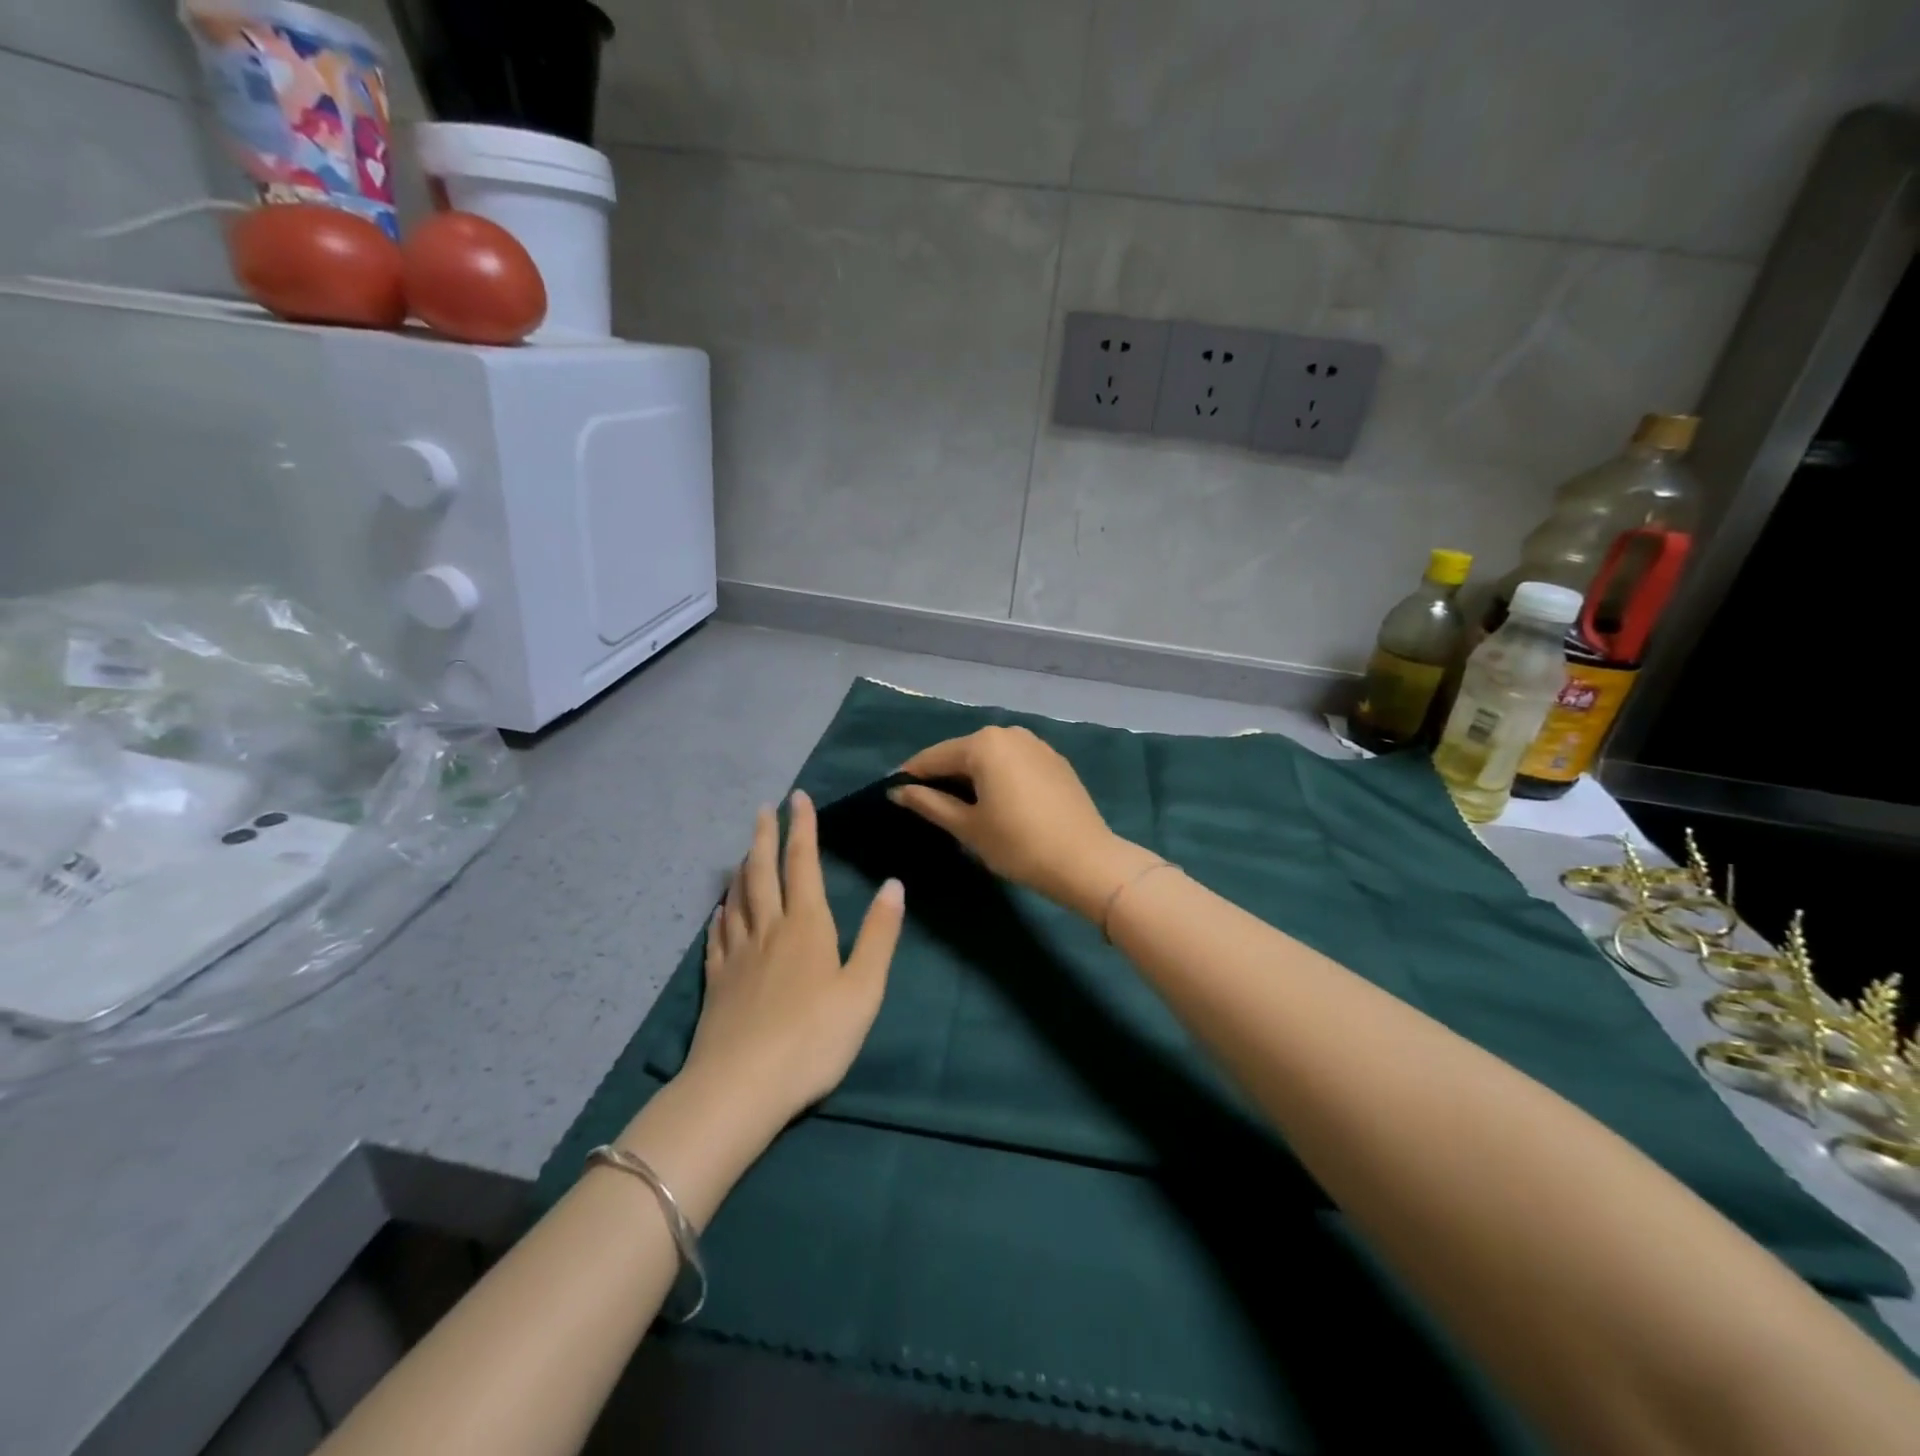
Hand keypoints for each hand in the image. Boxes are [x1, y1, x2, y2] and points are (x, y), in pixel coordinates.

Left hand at [682, 790, 903, 1120]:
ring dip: (743, 868)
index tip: (798, 798)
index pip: (803, 865)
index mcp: (806, 926)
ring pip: (738, 899)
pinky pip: (717, 937)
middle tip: (763, 810)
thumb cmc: (814, 1038)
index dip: (802, 829)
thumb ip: (879, 935)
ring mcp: (737, 955)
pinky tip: (720, 911)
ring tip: (745, 851)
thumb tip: (893, 884)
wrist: (741, 1087)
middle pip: (763, 872)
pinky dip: (720, 915)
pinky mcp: (716, 982)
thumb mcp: (863, 989)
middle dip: (765, 837)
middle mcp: (768, 930)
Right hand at [888, 726, 1162, 919]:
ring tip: (958, 807)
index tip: (893, 794)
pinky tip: (995, 803)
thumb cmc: (1018, 844)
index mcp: (984, 743)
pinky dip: (998, 778)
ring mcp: (1036, 744)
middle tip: (925, 806)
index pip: (934, 757)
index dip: (910, 776)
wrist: (1086, 861)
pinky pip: (1013, 764)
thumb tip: (898, 791)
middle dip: (942, 777)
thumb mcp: (967, 827)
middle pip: (962, 753)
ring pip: (990, 757)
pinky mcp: (1054, 760)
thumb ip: (929, 803)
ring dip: (971, 777)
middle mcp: (1009, 733)